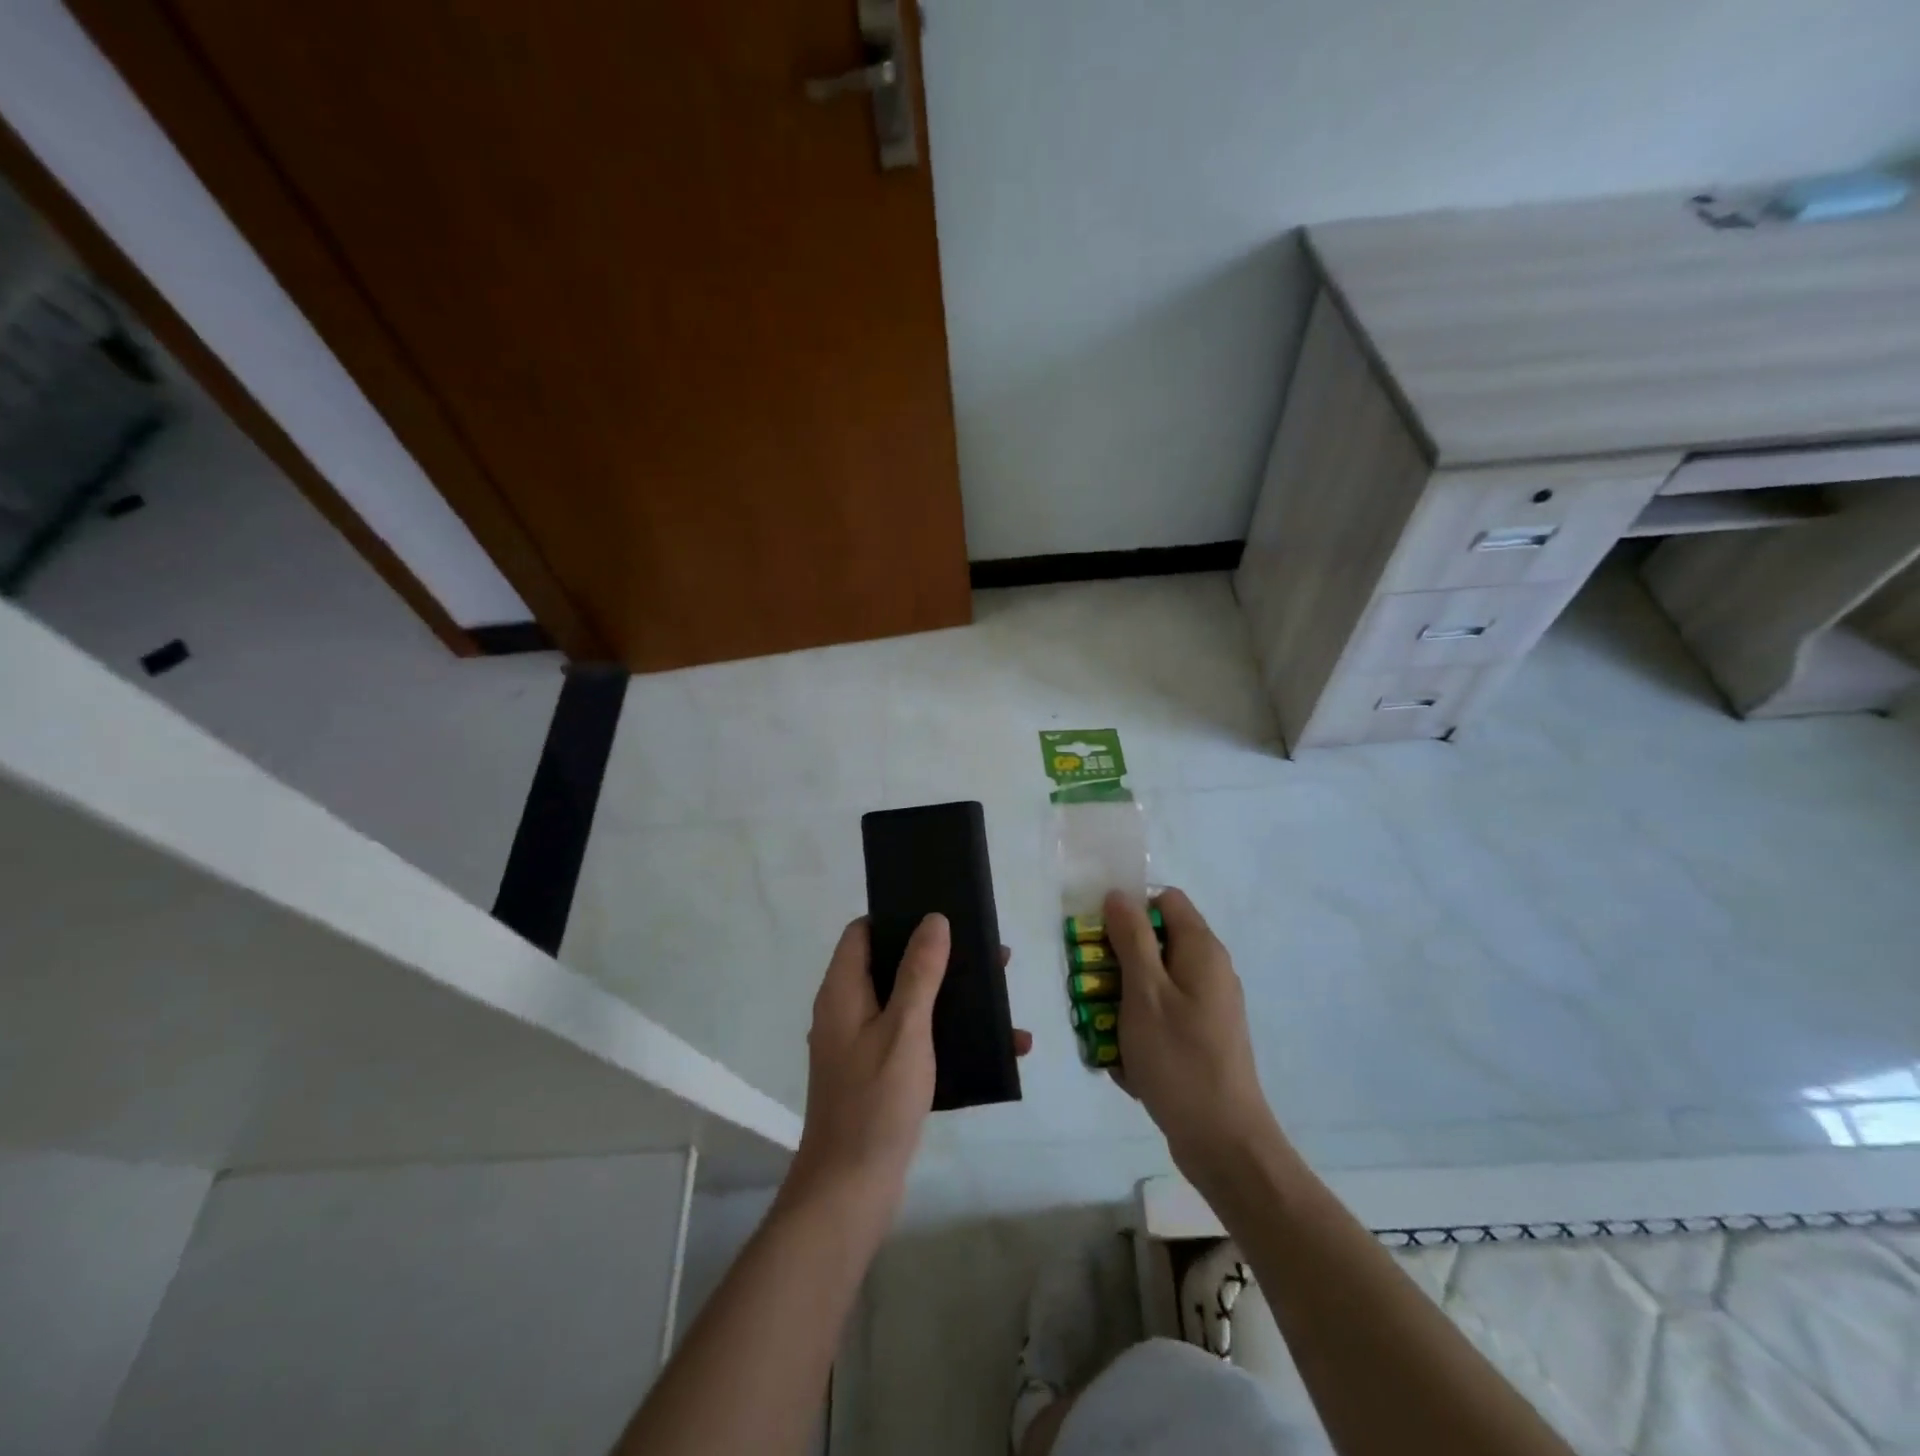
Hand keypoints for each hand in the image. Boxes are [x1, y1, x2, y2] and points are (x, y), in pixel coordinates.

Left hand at [788, 915, 1030, 1216]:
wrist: (851, 1191)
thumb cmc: (876, 1100)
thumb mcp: (905, 1028)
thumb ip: (919, 971)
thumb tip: (933, 918)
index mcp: (843, 991)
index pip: (863, 932)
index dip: (897, 917)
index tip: (941, 913)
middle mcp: (848, 1012)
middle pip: (893, 965)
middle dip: (940, 958)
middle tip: (989, 956)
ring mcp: (862, 1046)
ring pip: (910, 1004)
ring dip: (953, 998)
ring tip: (1002, 998)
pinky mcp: (879, 1075)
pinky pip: (917, 1040)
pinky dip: (950, 1037)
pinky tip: (997, 1050)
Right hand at [1102, 888, 1281, 1190]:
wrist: (1224, 1142)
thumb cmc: (1179, 1058)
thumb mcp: (1144, 991)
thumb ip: (1131, 938)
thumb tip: (1120, 894)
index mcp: (1201, 950)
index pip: (1164, 899)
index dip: (1129, 909)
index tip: (1099, 939)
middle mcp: (1209, 970)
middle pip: (1155, 942)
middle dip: (1117, 961)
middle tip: (1091, 989)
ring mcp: (1207, 1007)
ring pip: (1153, 983)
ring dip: (1122, 1001)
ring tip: (1102, 1031)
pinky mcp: (1202, 1038)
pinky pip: (1162, 1017)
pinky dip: (1139, 1030)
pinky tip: (1125, 1063)